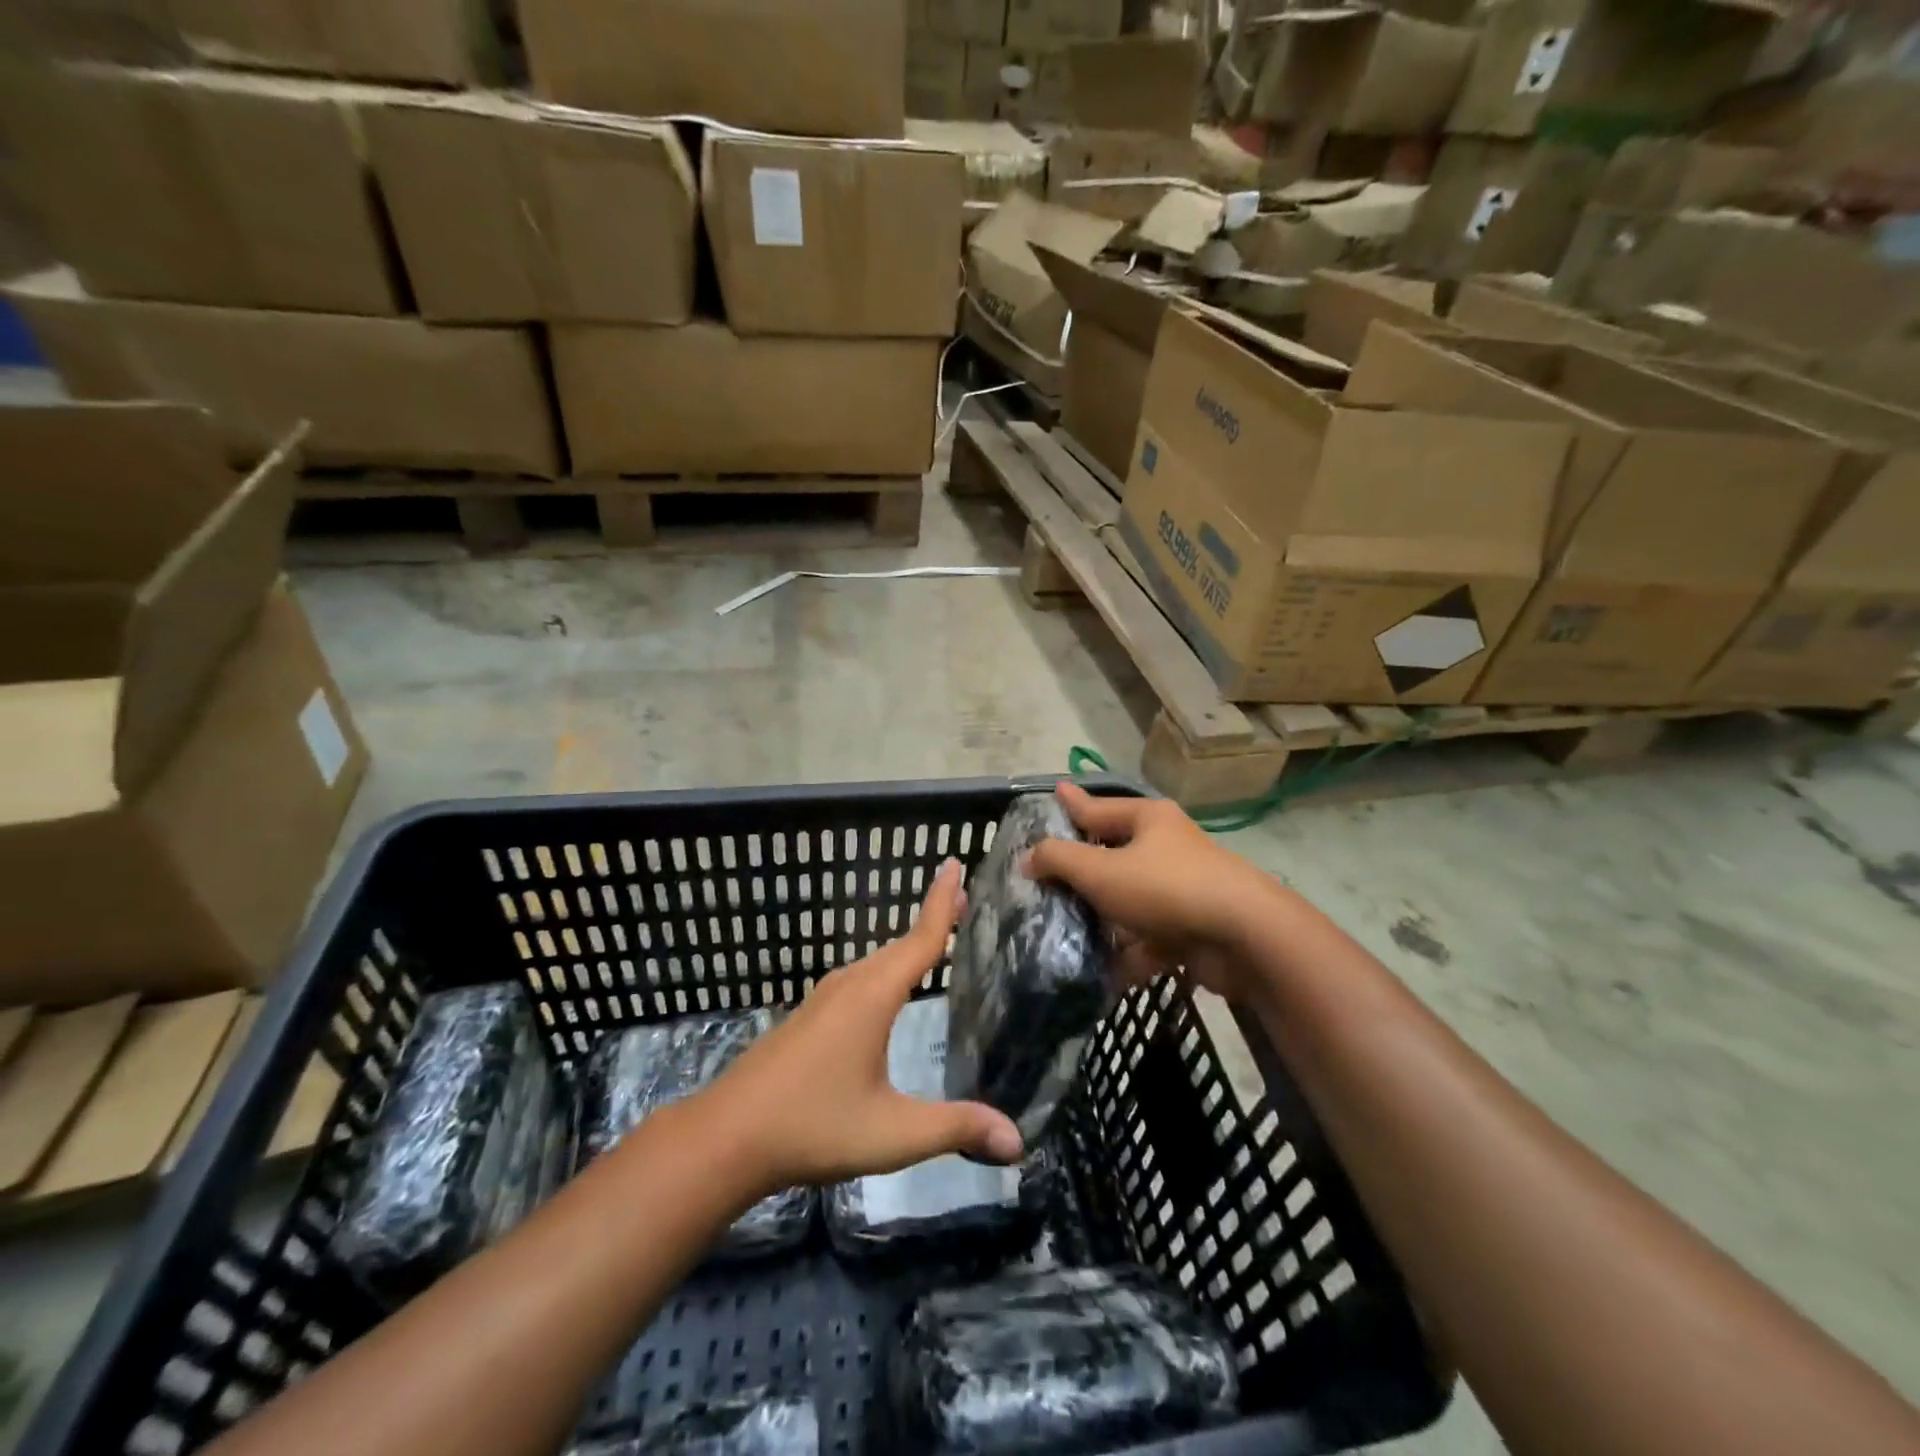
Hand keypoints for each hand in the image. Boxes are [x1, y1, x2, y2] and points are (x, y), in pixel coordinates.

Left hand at [700, 860, 1022, 1195]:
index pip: (920, 938)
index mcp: (873, 996)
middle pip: (899, 945)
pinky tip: (885, 991)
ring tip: (933, 940)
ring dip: (906, 947)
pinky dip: (884, 970)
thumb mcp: (893, 1133)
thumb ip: (955, 1128)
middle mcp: (849, 985)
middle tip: (962, 901)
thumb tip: (1018, 1141)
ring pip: (875, 963)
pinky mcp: (806, 1017)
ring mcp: (822, 999)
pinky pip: (857, 979)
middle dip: (931, 920)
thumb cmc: (813, 1127)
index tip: (954, 862)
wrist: (725, 1137)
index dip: (942, 900)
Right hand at [1026, 783, 1278, 999]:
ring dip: (1104, 920)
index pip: (1098, 808)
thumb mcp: (1100, 871)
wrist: (1245, 937)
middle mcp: (1166, 847)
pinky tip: (1104, 973)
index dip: (1072, 804)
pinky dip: (1131, 953)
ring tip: (1066, 933)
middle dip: (1082, 873)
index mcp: (1148, 820)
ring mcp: (1182, 889)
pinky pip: (1150, 937)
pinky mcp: (1193, 927)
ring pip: (1130, 901)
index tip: (1056, 793)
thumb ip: (1058, 860)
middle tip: (1045, 880)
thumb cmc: (1165, 888)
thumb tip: (1029, 858)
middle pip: (1113, 856)